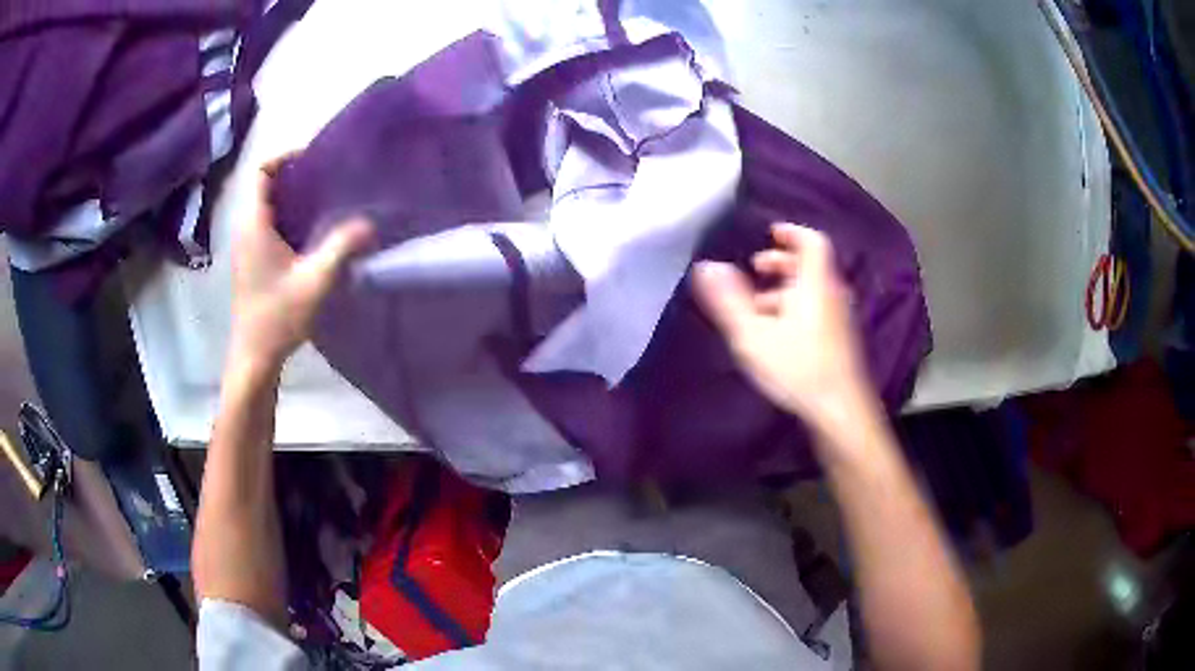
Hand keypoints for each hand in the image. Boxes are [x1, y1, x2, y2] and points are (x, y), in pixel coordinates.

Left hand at [229, 155, 372, 371]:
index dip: (285, 157)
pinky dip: (287, 219)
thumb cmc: (278, 316)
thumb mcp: (316, 279)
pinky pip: (267, 226)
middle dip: (294, 177)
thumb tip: (370, 222)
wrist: (254, 356)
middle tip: (327, 178)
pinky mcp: (251, 262)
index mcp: (254, 224)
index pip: (261, 172)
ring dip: (292, 199)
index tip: (314, 157)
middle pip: (265, 187)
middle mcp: (245, 229)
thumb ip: (342, 245)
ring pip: (266, 207)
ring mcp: (246, 247)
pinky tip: (311, 234)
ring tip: (325, 201)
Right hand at [693, 223, 874, 433]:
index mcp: (814, 284)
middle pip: (810, 266)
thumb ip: (728, 300)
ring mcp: (839, 319)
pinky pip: (817, 309)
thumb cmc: (797, 367)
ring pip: (812, 291)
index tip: (770, 233)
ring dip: (785, 289)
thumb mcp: (753, 335)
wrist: (840, 411)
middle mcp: (832, 294)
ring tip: (758, 307)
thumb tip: (706, 267)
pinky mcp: (840, 340)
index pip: (812, 242)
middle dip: (781, 263)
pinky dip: (796, 308)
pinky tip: (777, 334)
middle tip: (756, 269)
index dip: (792, 232)